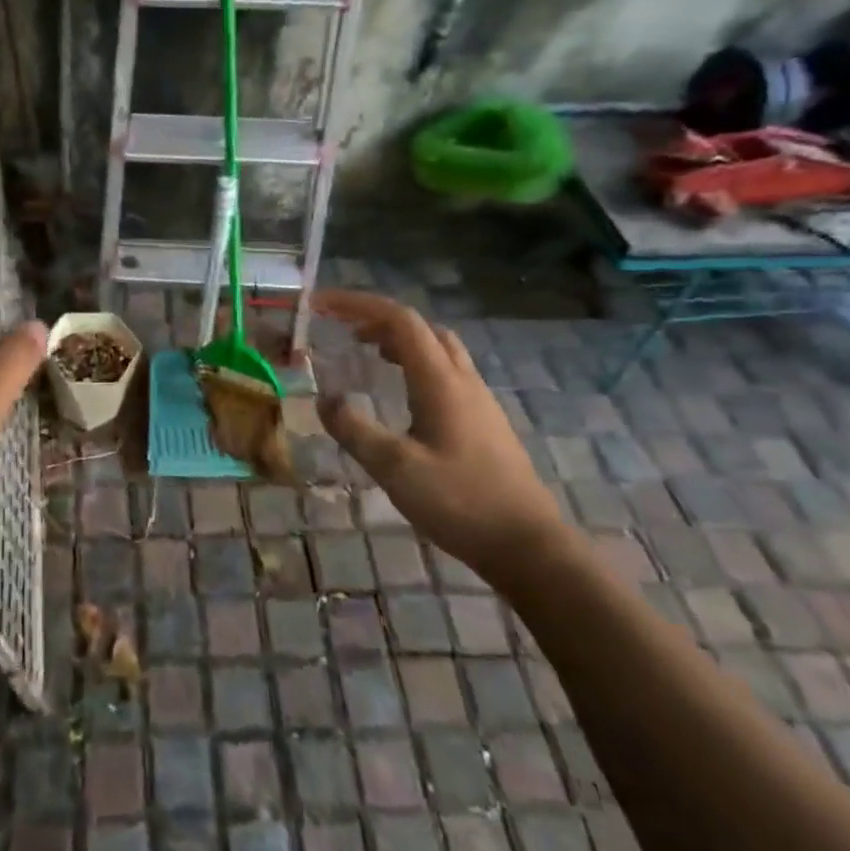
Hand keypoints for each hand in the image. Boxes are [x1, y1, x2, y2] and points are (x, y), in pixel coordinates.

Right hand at [313, 289, 569, 587]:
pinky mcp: (484, 422)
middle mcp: (462, 380)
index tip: (320, 305)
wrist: (529, 546)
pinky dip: (415, 364)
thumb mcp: (394, 468)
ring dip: (399, 340)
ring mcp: (478, 400)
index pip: (398, 320)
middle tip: (344, 330)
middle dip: (378, 319)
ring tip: (368, 353)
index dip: (357, 304)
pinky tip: (402, 394)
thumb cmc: (460, 502)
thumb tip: (325, 398)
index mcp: (440, 381)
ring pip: (438, 349)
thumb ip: (354, 430)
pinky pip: (446, 372)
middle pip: (421, 328)